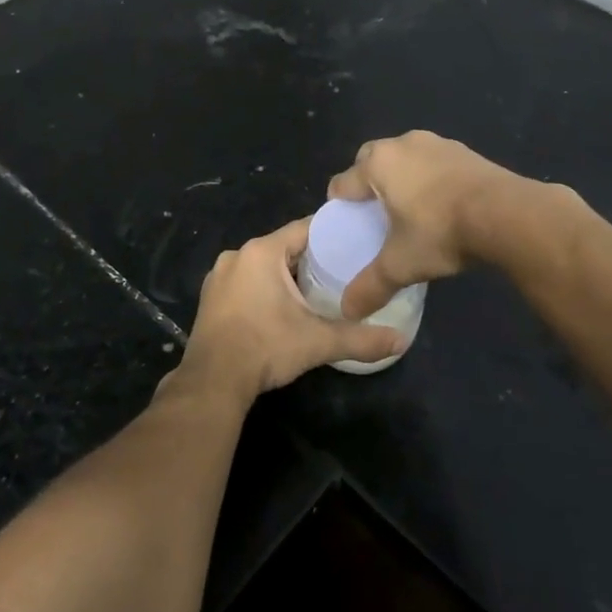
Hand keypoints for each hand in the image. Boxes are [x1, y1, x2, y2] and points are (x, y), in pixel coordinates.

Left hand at [173, 219, 404, 407]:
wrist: (212, 382)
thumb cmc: (265, 348)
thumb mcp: (318, 342)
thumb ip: (361, 339)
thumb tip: (401, 341)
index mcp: (262, 252)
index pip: (304, 229)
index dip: (331, 234)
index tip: (354, 241)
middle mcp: (237, 255)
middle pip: (283, 247)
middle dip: (310, 258)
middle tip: (341, 270)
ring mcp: (219, 276)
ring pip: (262, 265)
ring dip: (285, 275)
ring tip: (315, 289)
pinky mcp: (210, 298)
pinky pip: (245, 281)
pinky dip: (263, 288)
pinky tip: (281, 308)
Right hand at [326, 130, 525, 317]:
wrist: (507, 214)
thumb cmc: (441, 232)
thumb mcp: (401, 265)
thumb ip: (371, 286)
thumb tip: (348, 311)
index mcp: (378, 164)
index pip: (343, 182)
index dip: (340, 206)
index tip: (348, 226)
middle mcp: (402, 144)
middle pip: (370, 160)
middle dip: (368, 183)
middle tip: (376, 215)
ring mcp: (437, 143)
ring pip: (404, 157)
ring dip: (401, 177)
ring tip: (410, 209)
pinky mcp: (465, 150)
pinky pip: (434, 162)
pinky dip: (430, 178)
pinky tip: (442, 204)